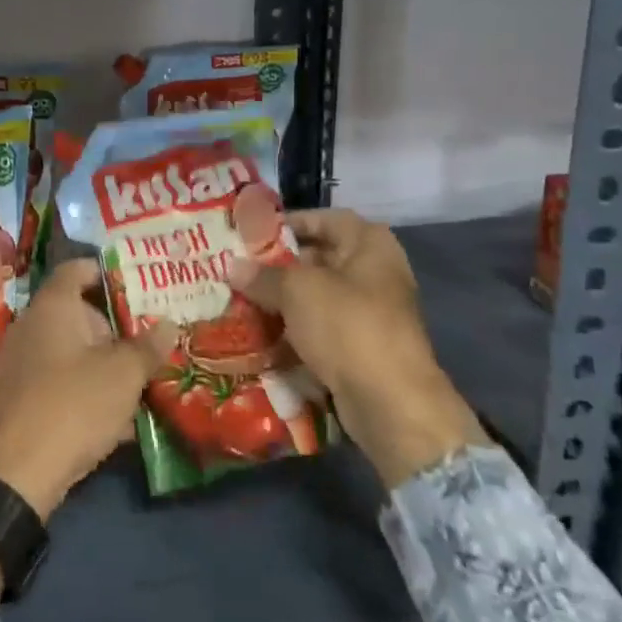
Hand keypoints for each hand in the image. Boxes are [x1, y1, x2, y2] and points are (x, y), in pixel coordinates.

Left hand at [0, 258, 175, 520]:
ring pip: (68, 354)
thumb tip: (168, 323)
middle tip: (147, 344)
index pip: (76, 269)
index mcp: (52, 307)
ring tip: (138, 386)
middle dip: (112, 329)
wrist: (13, 474)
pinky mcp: (14, 401)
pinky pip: (56, 385)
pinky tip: (113, 423)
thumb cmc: (73, 405)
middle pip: (75, 314)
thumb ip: (148, 346)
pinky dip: (83, 394)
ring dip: (101, 366)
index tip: (136, 286)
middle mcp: (29, 327)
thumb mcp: (123, 375)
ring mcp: (17, 365)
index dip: (105, 272)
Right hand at [230, 210, 486, 487]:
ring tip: (239, 300)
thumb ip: (262, 275)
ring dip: (280, 300)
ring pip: (315, 297)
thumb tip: (231, 266)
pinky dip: (292, 331)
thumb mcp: (297, 291)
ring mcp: (369, 312)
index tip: (252, 234)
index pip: (324, 219)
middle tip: (237, 269)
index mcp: (369, 244)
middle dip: (277, 265)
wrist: (390, 402)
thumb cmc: (348, 327)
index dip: (288, 223)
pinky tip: (258, 335)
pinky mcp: (359, 347)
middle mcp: (374, 272)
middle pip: (318, 258)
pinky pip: (319, 329)